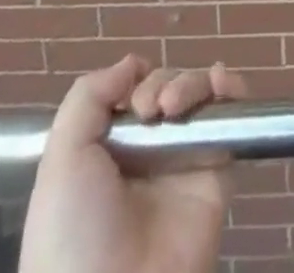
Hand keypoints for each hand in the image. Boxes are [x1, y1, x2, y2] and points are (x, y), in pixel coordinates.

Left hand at [18, 58, 246, 272]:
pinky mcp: (217, 171)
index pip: (134, 92)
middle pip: (168, 86)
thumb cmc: (76, 229)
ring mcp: (185, 160)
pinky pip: (231, 118)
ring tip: (175, 107)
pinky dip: (231, 89)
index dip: (136, 83)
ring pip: (199, 94)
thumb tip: (133, 63)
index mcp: (109, 151)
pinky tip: (220, 84)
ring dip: (191, 82)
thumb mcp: (62, 159)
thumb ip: (89, 97)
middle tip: (152, 109)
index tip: (131, 101)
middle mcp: (149, 152)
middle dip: (162, 83)